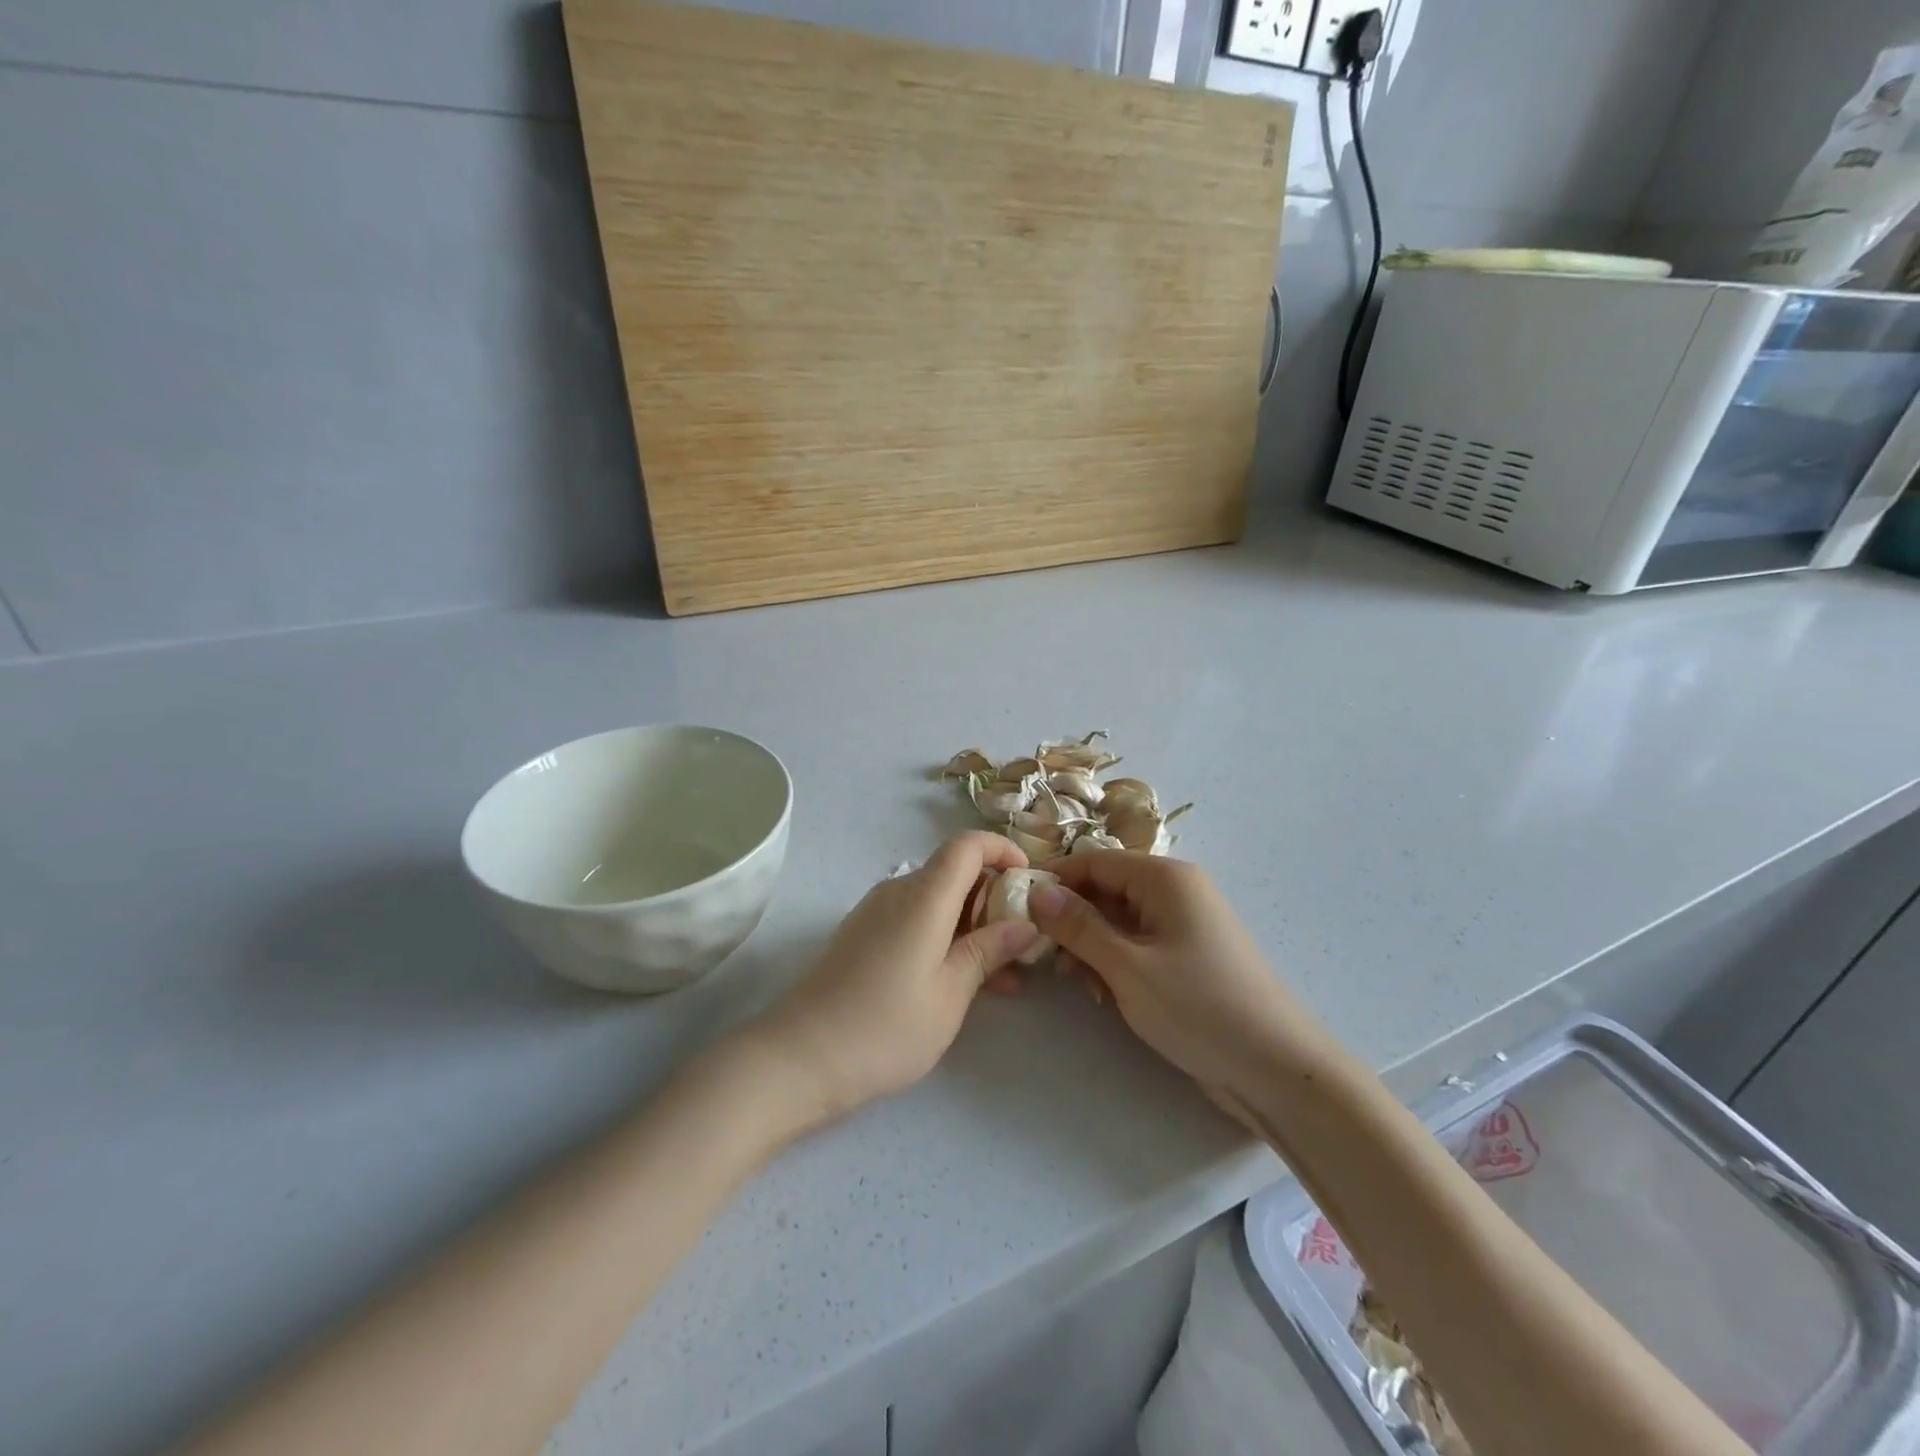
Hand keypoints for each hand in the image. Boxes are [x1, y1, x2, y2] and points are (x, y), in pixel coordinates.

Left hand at [753, 832, 1042, 1125]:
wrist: (800, 1057)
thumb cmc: (886, 1026)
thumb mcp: (951, 993)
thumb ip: (990, 951)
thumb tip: (1026, 923)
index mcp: (924, 895)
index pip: (968, 845)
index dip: (1003, 850)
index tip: (1030, 880)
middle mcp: (899, 891)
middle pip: (955, 873)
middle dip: (995, 898)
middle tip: (1025, 943)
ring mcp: (877, 912)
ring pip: (938, 901)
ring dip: (973, 925)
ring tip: (1003, 976)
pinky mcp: (863, 935)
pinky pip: (915, 920)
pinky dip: (945, 937)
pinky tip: (962, 981)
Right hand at [1029, 853, 1320, 1099]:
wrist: (1276, 1069)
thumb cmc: (1198, 1006)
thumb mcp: (1127, 966)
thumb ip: (1078, 926)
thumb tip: (1037, 892)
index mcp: (1165, 878)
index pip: (1094, 861)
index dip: (1055, 880)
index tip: (1017, 907)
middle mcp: (1175, 891)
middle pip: (1105, 890)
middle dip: (1073, 920)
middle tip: (1047, 957)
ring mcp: (1183, 925)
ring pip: (1117, 921)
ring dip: (1091, 947)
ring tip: (1081, 984)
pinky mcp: (1186, 957)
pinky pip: (1136, 945)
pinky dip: (1115, 963)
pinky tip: (1106, 996)